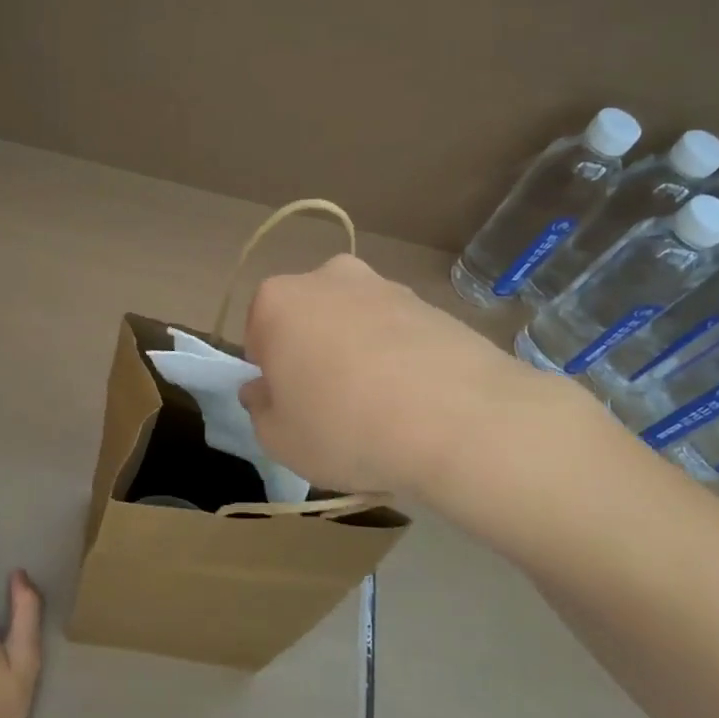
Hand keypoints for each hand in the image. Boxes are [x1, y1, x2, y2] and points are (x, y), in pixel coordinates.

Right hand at [238, 255, 603, 505]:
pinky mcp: (433, 304)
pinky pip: (398, 331)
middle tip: (329, 402)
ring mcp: (386, 286)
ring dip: (356, 351)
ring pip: (354, 320)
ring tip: (379, 406)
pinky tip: (415, 399)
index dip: (269, 371)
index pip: (257, 331)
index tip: (288, 402)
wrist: (461, 422)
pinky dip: (398, 356)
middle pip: (308, 316)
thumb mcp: (279, 439)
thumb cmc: (346, 428)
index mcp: (279, 301)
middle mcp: (329, 278)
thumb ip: (260, 409)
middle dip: (311, 351)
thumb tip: (264, 390)